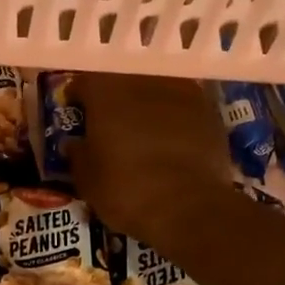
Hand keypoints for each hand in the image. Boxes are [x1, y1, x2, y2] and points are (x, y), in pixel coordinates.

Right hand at [67, 73, 228, 250]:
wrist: (189, 206)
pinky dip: (174, 118)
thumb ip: (77, 154)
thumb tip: (75, 143)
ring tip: (145, 131)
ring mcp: (180, 90)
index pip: (83, 83)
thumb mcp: (87, 180)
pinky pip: (182, 107)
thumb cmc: (127, 190)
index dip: (78, 100)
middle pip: (122, 81)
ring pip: (154, 90)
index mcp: (105, 90)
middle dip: (114, 100)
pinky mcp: (208, 109)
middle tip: (111, 125)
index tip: (78, 116)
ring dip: (146, 105)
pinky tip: (173, 141)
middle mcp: (142, 79)